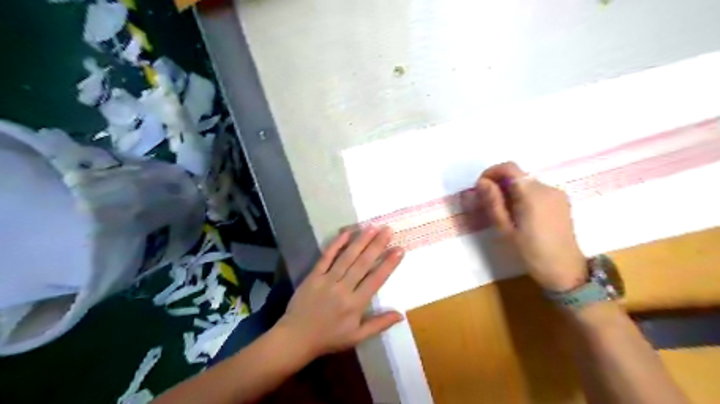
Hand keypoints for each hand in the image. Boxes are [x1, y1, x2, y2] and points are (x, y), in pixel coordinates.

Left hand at [276, 226, 404, 357]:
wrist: (296, 337)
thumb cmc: (329, 337)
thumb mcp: (357, 337)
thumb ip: (379, 324)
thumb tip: (401, 315)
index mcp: (355, 304)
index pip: (376, 279)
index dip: (389, 264)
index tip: (399, 249)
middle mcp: (343, 288)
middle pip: (363, 263)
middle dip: (377, 245)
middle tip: (388, 230)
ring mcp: (327, 280)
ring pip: (347, 257)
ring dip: (360, 241)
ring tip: (372, 227)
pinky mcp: (313, 275)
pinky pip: (326, 257)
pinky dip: (336, 244)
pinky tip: (346, 232)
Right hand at [464, 163, 587, 290]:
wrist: (565, 271)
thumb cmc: (531, 252)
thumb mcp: (506, 229)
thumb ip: (493, 202)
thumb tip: (482, 182)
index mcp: (533, 194)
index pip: (509, 168)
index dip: (491, 172)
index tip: (481, 188)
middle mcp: (547, 188)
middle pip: (518, 174)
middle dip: (499, 183)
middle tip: (487, 203)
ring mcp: (557, 194)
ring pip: (526, 183)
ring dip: (510, 190)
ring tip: (502, 212)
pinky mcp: (561, 202)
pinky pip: (537, 191)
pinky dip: (523, 195)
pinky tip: (519, 215)